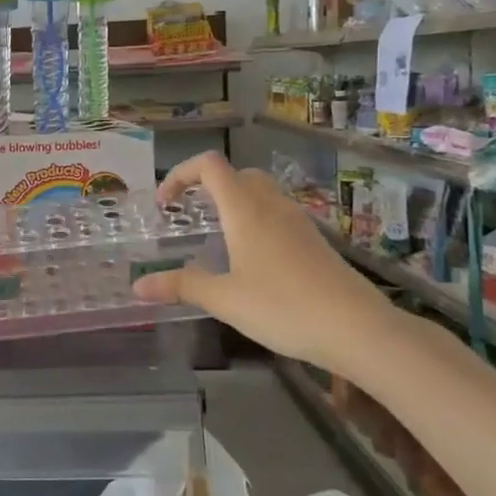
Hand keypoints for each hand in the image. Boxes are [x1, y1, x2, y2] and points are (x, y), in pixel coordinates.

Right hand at [131, 152, 399, 369]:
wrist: (358, 329)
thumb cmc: (283, 307)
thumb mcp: (224, 299)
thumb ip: (181, 286)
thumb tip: (138, 285)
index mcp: (245, 210)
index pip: (209, 166)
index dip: (181, 174)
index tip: (165, 204)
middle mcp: (272, 206)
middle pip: (237, 174)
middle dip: (208, 186)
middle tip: (190, 215)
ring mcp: (298, 222)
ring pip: (261, 193)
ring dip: (234, 202)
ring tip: (217, 236)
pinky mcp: (314, 242)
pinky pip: (278, 214)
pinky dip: (256, 221)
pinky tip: (251, 259)